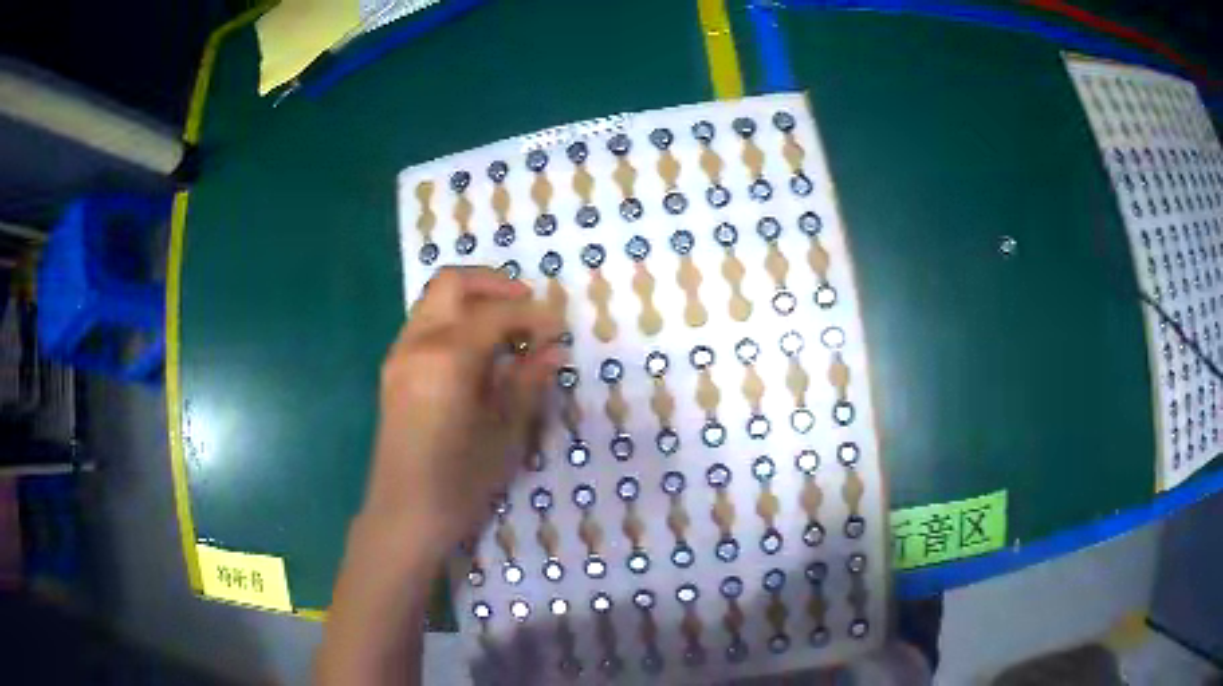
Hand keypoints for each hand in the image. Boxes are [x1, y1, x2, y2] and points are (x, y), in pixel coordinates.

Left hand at [363, 266, 564, 550]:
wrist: (403, 515)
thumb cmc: (459, 484)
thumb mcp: (505, 435)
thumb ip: (528, 384)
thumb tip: (553, 350)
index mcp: (447, 358)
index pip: (496, 313)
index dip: (533, 315)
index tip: (559, 330)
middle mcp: (417, 344)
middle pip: (451, 283)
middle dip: (493, 283)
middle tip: (528, 304)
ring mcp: (399, 355)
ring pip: (434, 301)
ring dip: (472, 301)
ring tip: (508, 329)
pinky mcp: (393, 370)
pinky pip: (425, 325)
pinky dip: (454, 321)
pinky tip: (478, 352)